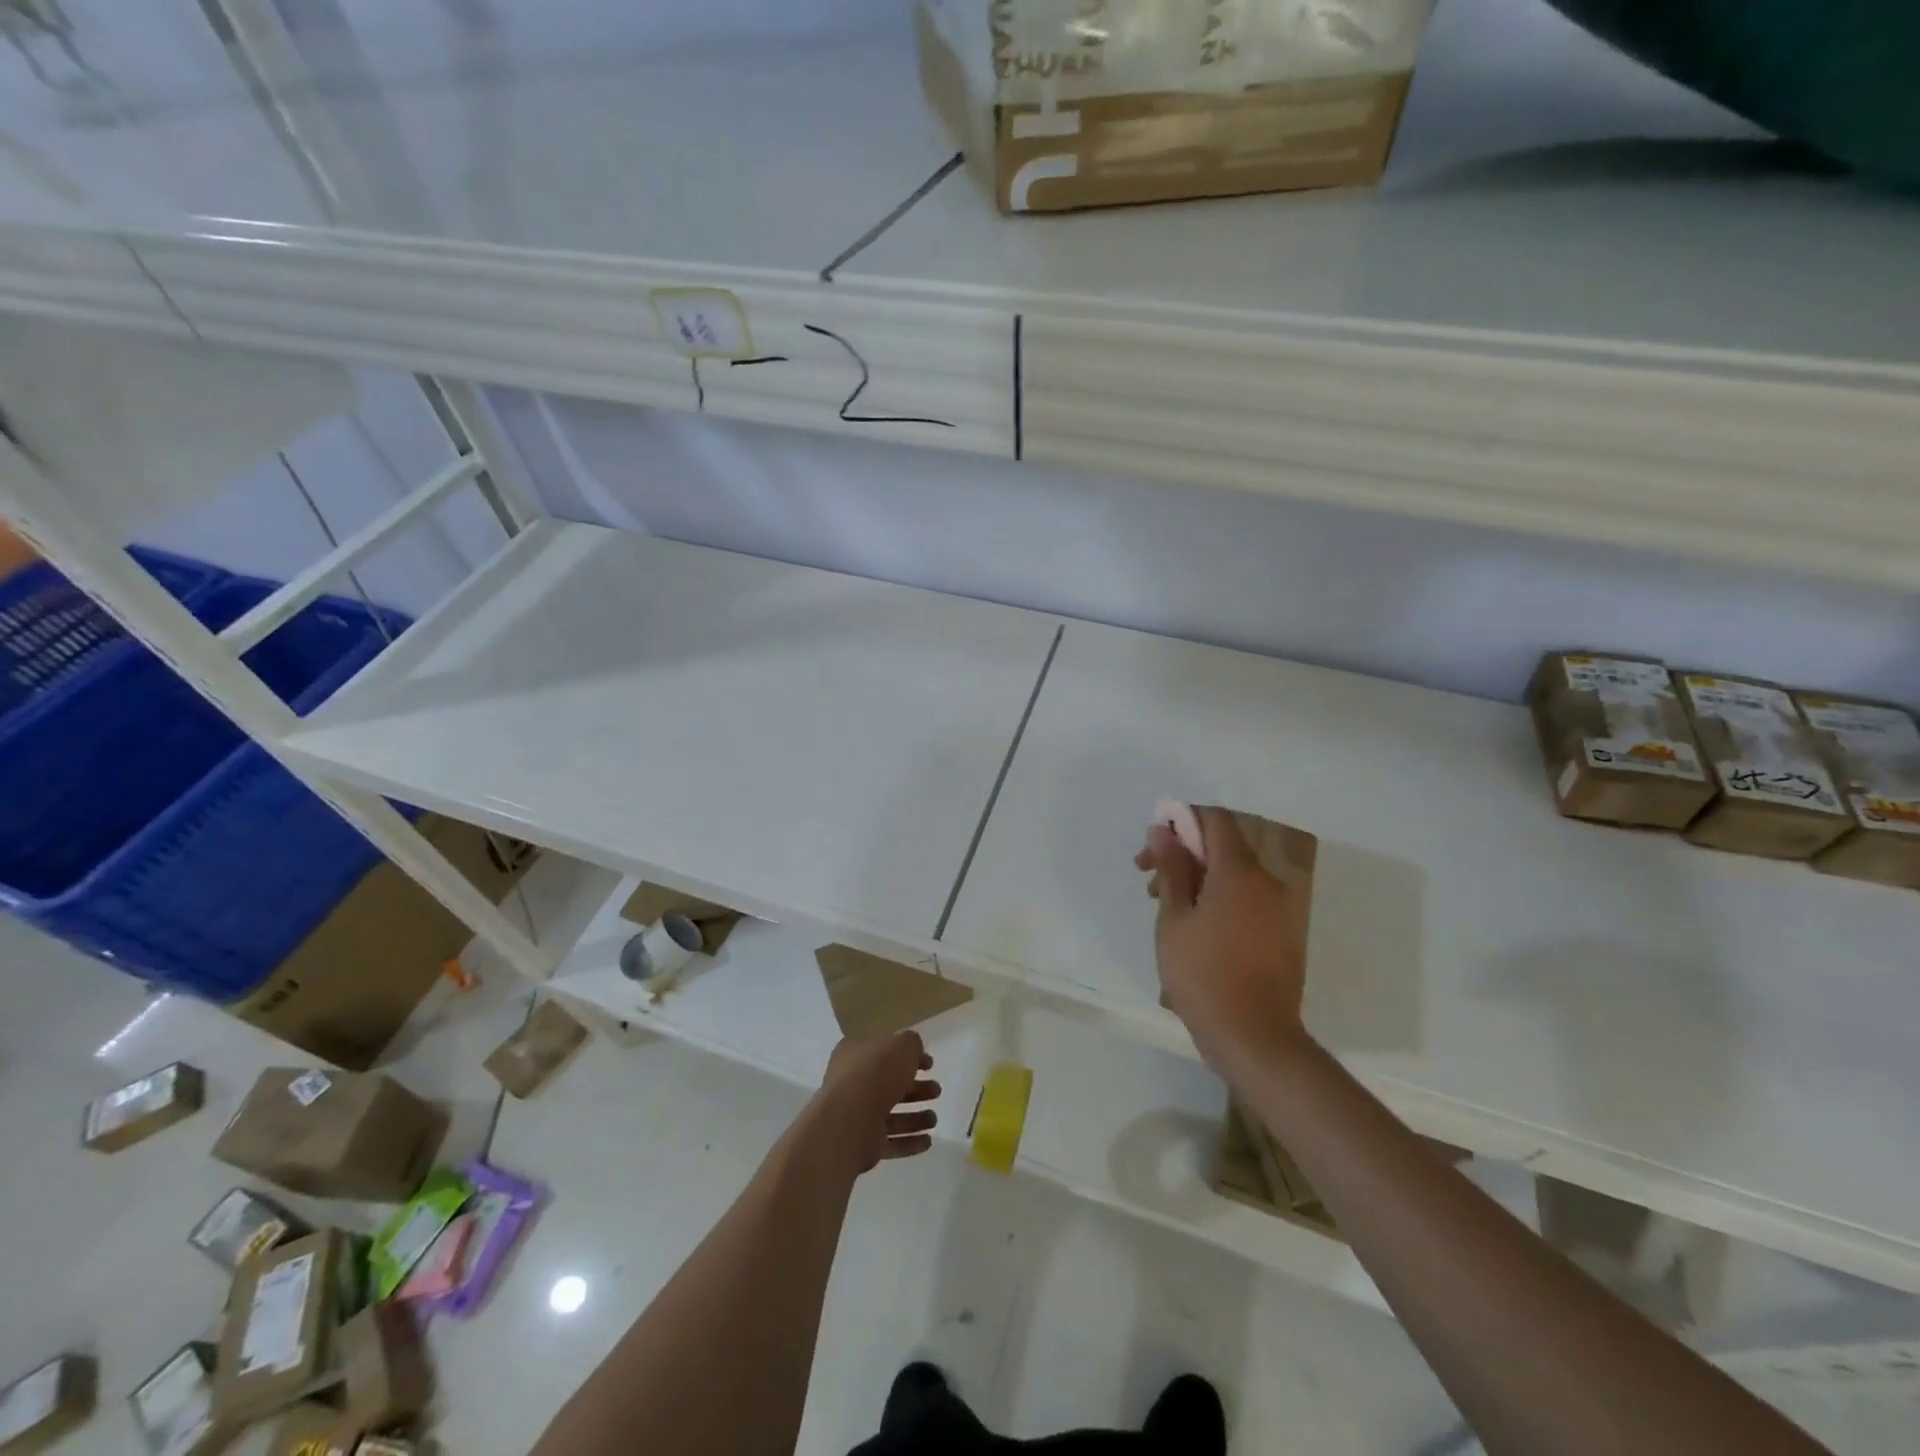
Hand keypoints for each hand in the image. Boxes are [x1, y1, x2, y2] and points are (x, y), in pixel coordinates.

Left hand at [801, 1033, 940, 1176]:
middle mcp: (853, 1083)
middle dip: (915, 1089)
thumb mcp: (902, 1046)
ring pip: (890, 1115)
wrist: (849, 1121)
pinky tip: (928, 1141)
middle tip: (936, 1090)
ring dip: (914, 1117)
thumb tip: (914, 1052)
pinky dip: (908, 1141)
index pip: (884, 1052)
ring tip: (934, 1119)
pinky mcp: (862, 1144)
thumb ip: (912, 1045)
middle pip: (889, 1085)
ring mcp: (856, 1116)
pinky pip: (890, 1142)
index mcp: (856, 1054)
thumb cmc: (875, 1074)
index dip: (908, 1057)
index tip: (930, 1065)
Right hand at [1135, 806, 1310, 1077]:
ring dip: (1199, 879)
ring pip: (1234, 875)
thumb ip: (1171, 869)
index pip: (1214, 820)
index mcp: (1239, 871)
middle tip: (1149, 881)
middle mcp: (1266, 882)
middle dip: (1184, 854)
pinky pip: (1247, 899)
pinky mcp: (1282, 934)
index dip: (1181, 822)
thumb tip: (1163, 831)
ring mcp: (1279, 909)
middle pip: (1224, 847)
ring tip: (1167, 910)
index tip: (1153, 846)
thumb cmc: (1203, 974)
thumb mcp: (1174, 918)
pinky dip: (1219, 899)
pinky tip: (1195, 930)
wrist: (1255, 1038)